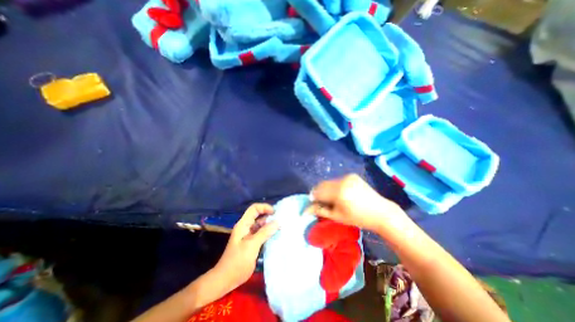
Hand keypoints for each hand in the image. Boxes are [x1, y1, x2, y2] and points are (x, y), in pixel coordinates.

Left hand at [214, 204, 281, 294]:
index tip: (275, 213)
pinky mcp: (252, 242)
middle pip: (258, 215)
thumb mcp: (252, 245)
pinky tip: (276, 235)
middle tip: (281, 220)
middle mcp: (246, 227)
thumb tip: (277, 222)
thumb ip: (264, 232)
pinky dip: (268, 233)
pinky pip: (262, 233)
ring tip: (281, 227)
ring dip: (270, 225)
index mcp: (243, 224)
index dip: (265, 207)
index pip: (254, 208)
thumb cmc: (237, 261)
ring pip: (261, 225)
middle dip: (269, 216)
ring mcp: (249, 235)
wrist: (225, 280)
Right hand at [305, 175, 402, 232]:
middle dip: (319, 192)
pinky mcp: (352, 175)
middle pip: (322, 184)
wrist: (380, 212)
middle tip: (322, 202)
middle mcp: (342, 180)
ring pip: (329, 182)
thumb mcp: (337, 216)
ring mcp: (348, 176)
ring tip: (333, 199)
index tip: (314, 203)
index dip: (313, 197)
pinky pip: (337, 180)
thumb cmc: (358, 218)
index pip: (318, 191)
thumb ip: (320, 210)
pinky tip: (341, 194)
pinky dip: (335, 186)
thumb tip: (306, 209)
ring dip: (326, 189)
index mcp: (339, 192)